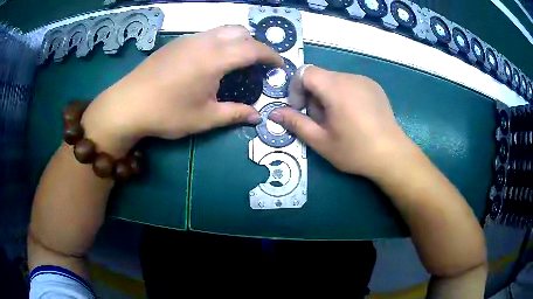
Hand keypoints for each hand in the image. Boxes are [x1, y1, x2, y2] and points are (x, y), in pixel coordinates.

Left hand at [81, 25, 282, 153]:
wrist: (127, 104)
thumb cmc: (166, 113)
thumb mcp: (204, 119)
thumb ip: (234, 114)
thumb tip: (257, 117)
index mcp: (214, 59)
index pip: (253, 48)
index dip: (271, 55)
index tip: (280, 65)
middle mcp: (204, 42)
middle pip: (239, 31)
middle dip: (255, 44)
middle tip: (258, 63)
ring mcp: (188, 39)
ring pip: (222, 29)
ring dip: (237, 40)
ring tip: (237, 60)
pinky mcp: (176, 43)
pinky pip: (207, 34)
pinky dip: (220, 41)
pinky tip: (212, 60)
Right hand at [269, 66, 413, 177]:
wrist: (392, 155)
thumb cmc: (355, 150)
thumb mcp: (321, 141)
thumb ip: (296, 123)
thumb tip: (273, 113)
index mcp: (336, 88)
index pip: (305, 72)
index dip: (296, 88)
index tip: (301, 109)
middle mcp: (350, 77)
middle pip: (320, 77)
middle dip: (313, 96)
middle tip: (322, 121)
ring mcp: (365, 80)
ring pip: (335, 80)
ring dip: (328, 96)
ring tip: (339, 120)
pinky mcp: (374, 86)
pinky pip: (350, 84)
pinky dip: (343, 95)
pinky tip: (354, 116)